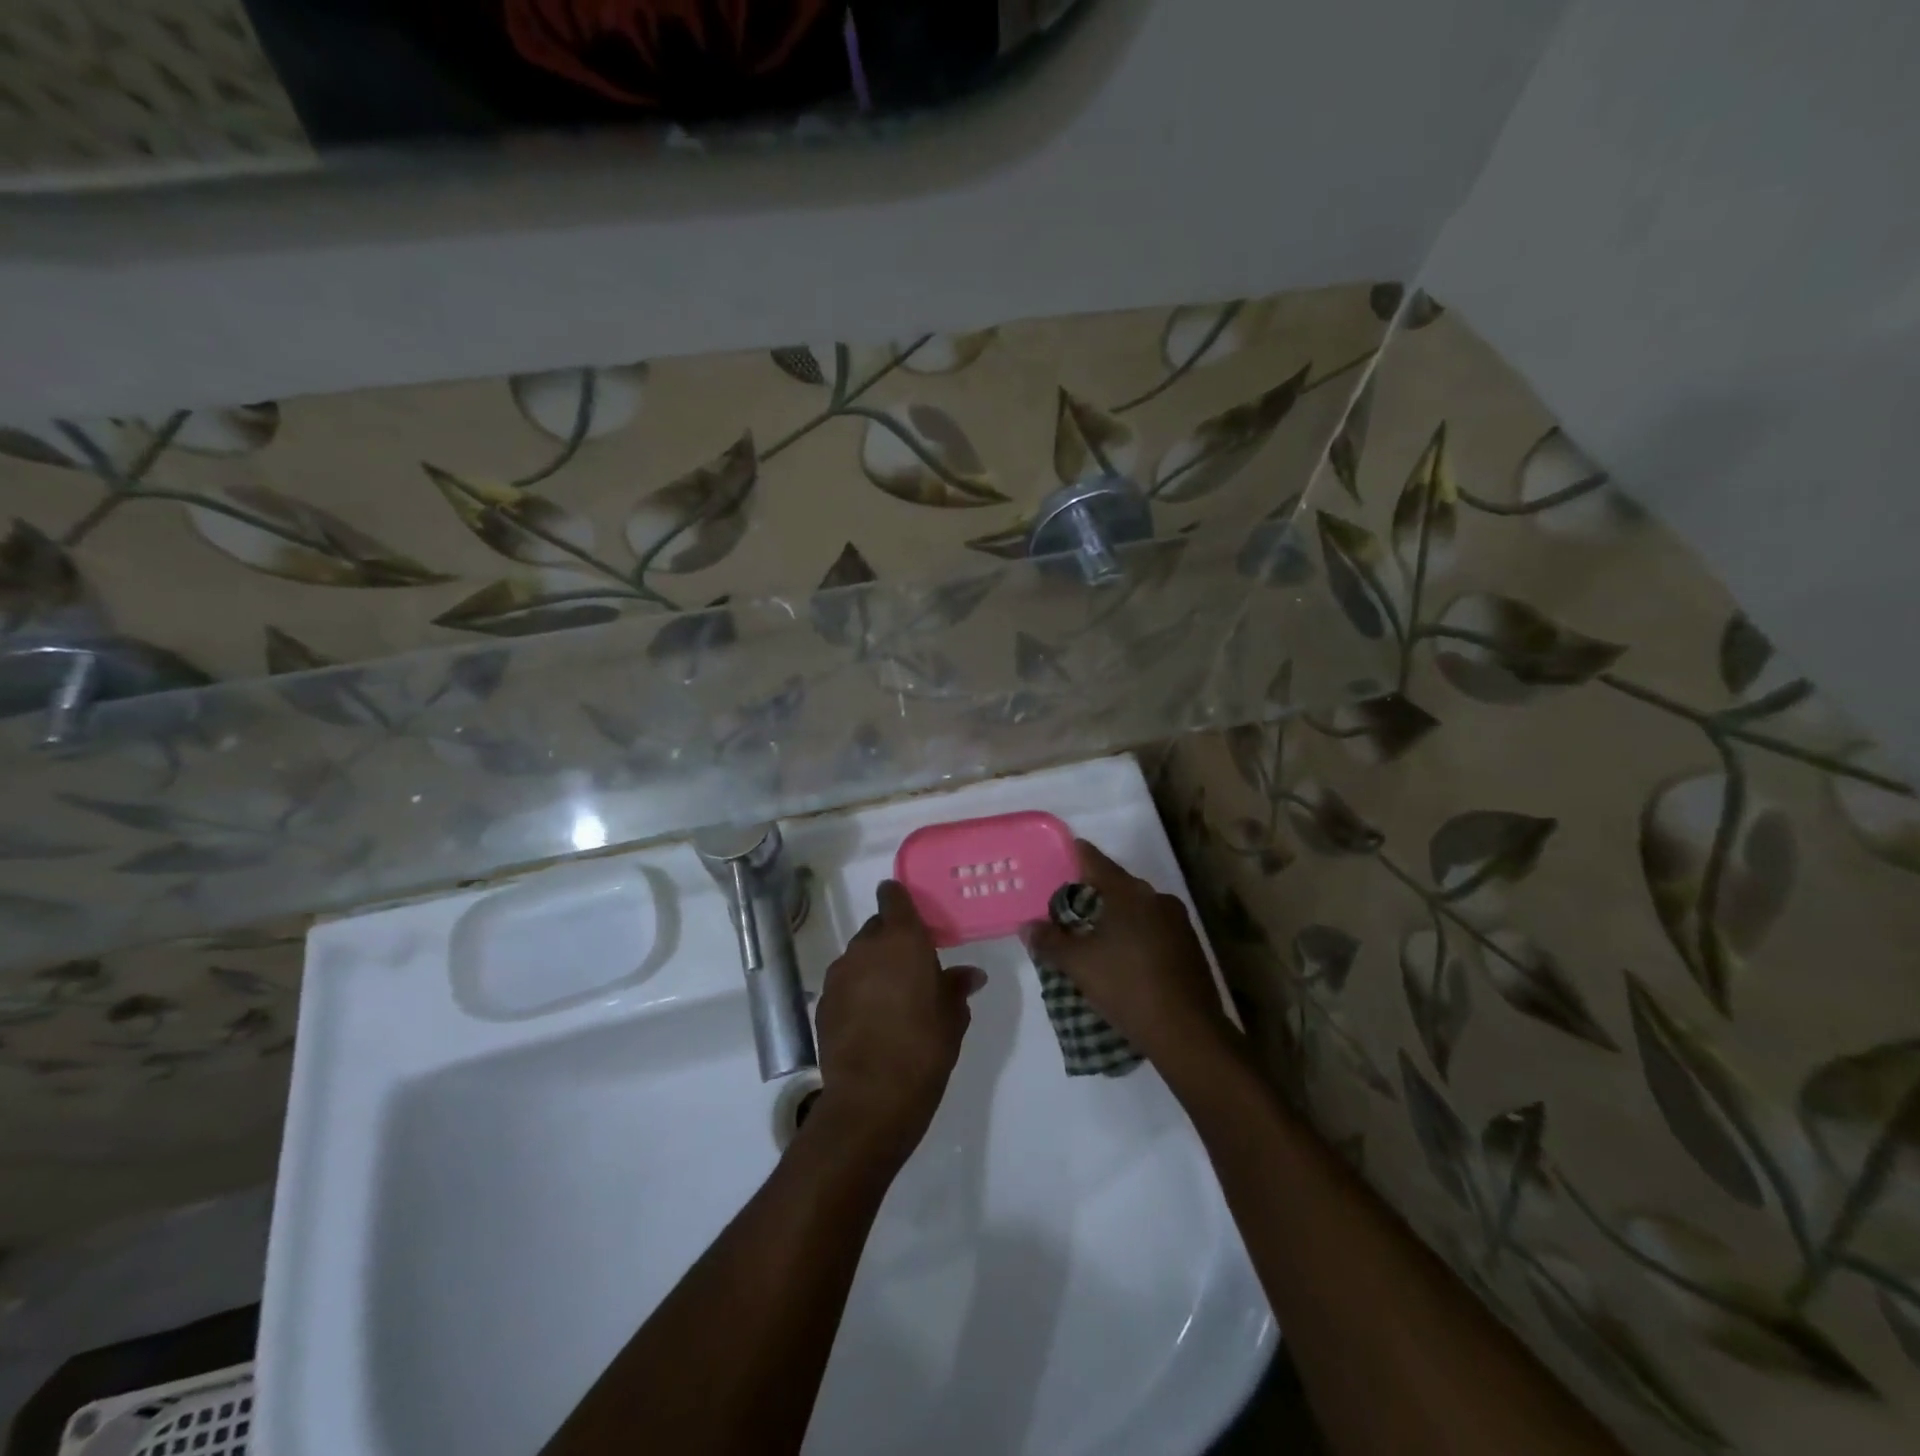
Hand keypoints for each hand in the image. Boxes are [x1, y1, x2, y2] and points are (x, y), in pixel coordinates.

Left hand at [809, 880, 984, 1168]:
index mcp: (902, 940)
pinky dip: (856, 992)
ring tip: (891, 998)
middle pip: (876, 928)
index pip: (893, 896)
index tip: (912, 915)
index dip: (899, 899)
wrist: (870, 1098)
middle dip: (891, 940)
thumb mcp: (952, 1017)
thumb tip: (971, 975)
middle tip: (911, 967)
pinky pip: (844, 984)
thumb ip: (957, 987)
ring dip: (873, 967)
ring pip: (858, 956)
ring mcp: (839, 974)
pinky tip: (870, 1020)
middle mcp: (866, 947)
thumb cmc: (923, 1048)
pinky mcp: (823, 1002)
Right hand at [1022, 840, 1237, 1078]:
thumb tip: (1028, 926)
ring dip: (1117, 916)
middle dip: (1095, 893)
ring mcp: (1179, 922)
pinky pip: (1155, 929)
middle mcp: (1157, 898)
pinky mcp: (1190, 947)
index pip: (1096, 861)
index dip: (1078, 854)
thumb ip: (1050, 941)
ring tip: (1094, 934)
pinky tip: (1124, 956)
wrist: (1187, 1032)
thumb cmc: (1126, 986)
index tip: (1066, 850)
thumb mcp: (1078, 965)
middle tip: (1070, 905)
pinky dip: (1136, 935)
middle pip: (1118, 886)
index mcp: (1129, 893)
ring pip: (1139, 909)